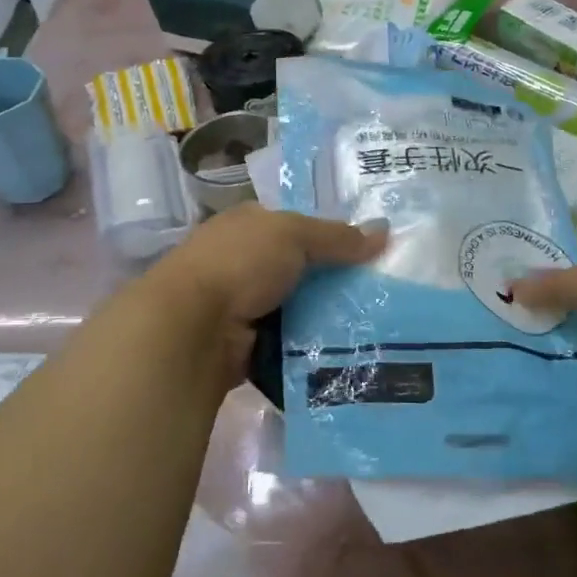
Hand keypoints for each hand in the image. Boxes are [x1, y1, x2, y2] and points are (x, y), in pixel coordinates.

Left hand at [147, 206, 387, 390]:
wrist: (192, 326)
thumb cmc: (240, 264)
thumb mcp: (294, 235)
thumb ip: (338, 236)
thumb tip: (385, 231)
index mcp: (247, 225)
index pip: (295, 226)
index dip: (329, 236)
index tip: (369, 253)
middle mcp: (242, 261)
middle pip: (299, 269)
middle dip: (333, 281)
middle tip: (381, 295)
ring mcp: (241, 304)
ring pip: (296, 308)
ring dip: (323, 318)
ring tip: (373, 327)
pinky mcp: (244, 344)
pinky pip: (287, 343)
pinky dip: (307, 347)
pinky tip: (342, 352)